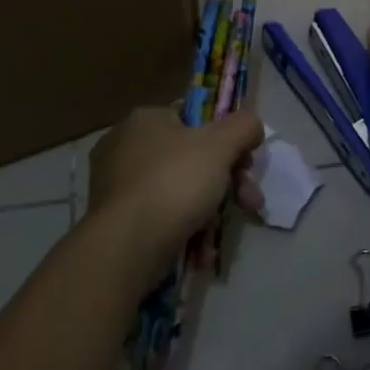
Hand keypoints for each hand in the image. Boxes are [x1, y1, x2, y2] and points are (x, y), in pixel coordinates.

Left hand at [88, 107, 264, 279]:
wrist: (127, 246)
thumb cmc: (174, 183)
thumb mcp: (220, 145)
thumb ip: (243, 126)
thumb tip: (252, 126)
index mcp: (146, 119)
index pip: (196, 119)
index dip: (228, 140)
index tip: (247, 166)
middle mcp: (125, 146)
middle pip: (192, 158)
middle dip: (227, 182)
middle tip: (249, 202)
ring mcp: (117, 185)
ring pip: (179, 190)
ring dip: (209, 211)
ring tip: (220, 235)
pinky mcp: (116, 219)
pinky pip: (161, 216)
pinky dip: (184, 229)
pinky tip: (200, 250)